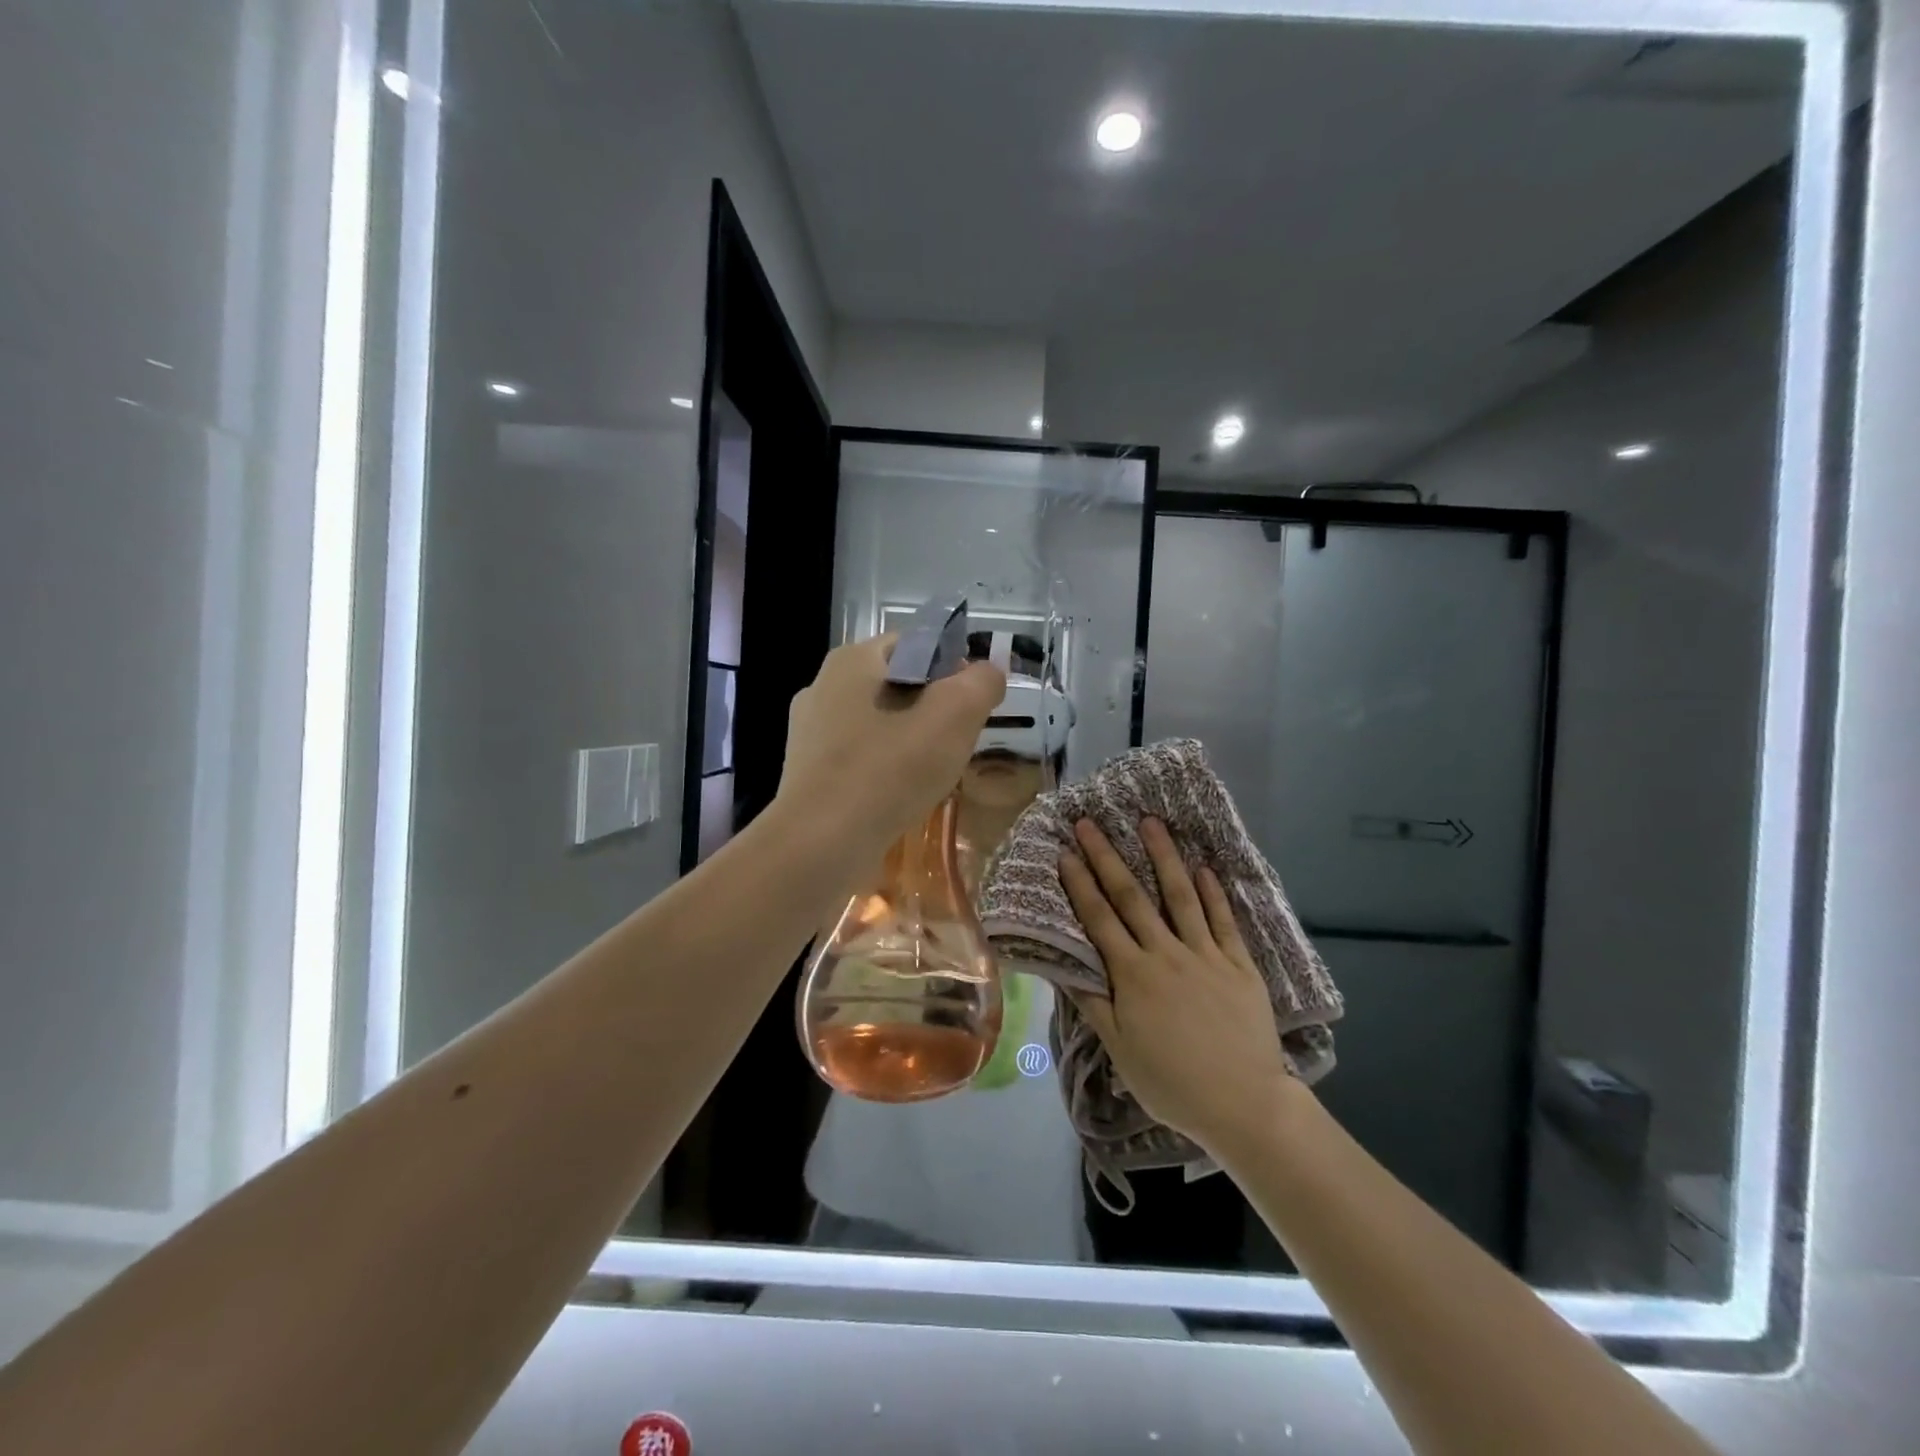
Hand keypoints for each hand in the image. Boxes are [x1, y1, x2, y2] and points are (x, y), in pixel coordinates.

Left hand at [776, 635, 1004, 867]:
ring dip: (909, 742)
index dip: (953, 667)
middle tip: (959, 742)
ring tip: (933, 774)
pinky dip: (884, 770)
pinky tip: (899, 796)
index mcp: (852, 659)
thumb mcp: (955, 715)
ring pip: (878, 725)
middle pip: (897, 685)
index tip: (973, 705)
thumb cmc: (889, 769)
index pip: (916, 644)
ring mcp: (809, 732)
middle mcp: (822, 685)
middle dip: (933, 709)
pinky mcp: (806, 772)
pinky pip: (859, 758)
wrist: (820, 844)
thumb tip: (988, 673)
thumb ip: (981, 683)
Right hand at [1060, 817, 1297, 1155]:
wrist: (1244, 1105)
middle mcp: (1166, 954)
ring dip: (1163, 857)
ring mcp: (1206, 955)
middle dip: (1107, 857)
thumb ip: (1093, 1003)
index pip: (1099, 919)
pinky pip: (1223, 920)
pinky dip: (1213, 892)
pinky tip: (1204, 867)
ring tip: (1149, 822)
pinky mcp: (1239, 964)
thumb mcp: (1121, 1050)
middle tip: (1090, 823)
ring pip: (1180, 896)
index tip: (1065, 852)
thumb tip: (1064, 965)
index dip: (1080, 884)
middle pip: (1132, 897)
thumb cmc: (1172, 1082)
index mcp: (1133, 976)